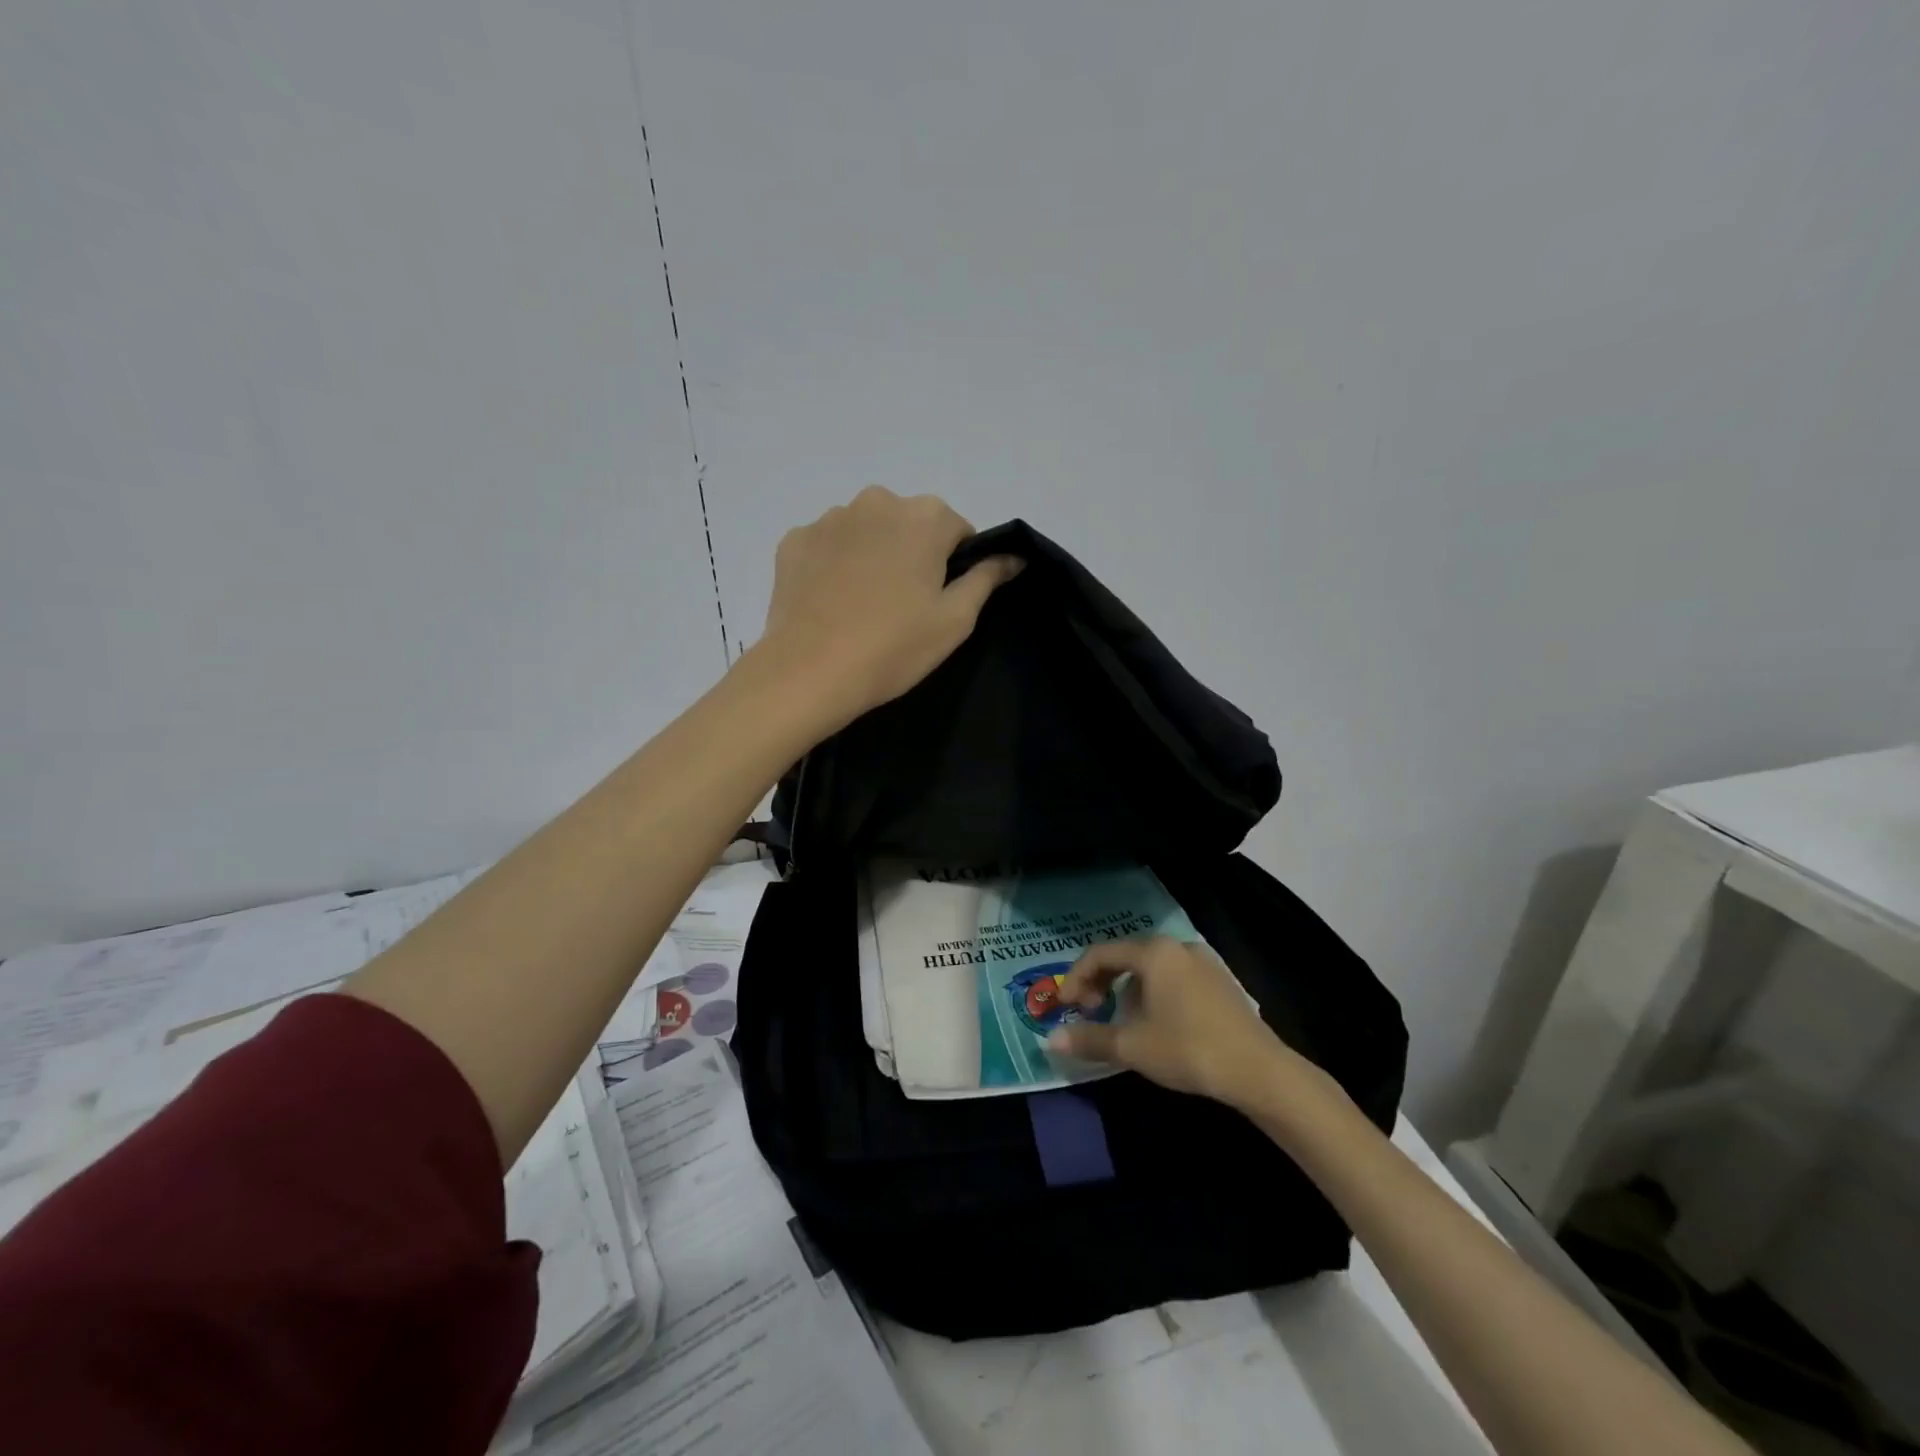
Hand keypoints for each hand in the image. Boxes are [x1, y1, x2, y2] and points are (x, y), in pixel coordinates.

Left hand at [755, 487, 1022, 730]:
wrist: (810, 672)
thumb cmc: (894, 647)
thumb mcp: (955, 619)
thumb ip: (986, 578)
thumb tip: (1013, 556)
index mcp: (924, 516)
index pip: (957, 530)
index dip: (954, 566)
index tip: (939, 600)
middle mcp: (876, 501)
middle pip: (909, 524)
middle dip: (912, 554)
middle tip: (903, 605)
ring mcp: (829, 518)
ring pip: (867, 531)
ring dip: (872, 555)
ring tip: (864, 606)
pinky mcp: (794, 540)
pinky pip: (828, 546)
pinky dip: (834, 565)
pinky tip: (832, 602)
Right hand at [1049, 937, 1294, 1107]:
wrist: (1259, 1071)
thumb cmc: (1188, 1049)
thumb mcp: (1132, 1046)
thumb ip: (1090, 1038)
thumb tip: (1052, 1040)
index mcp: (1153, 952)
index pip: (1100, 953)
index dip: (1076, 978)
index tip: (1065, 1007)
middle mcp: (1177, 946)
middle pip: (1125, 956)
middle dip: (1101, 982)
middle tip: (1090, 1011)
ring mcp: (1203, 961)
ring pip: (1151, 968)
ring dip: (1127, 990)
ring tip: (1122, 1022)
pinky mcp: (1220, 981)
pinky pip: (1173, 977)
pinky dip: (1154, 993)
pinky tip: (1157, 1024)